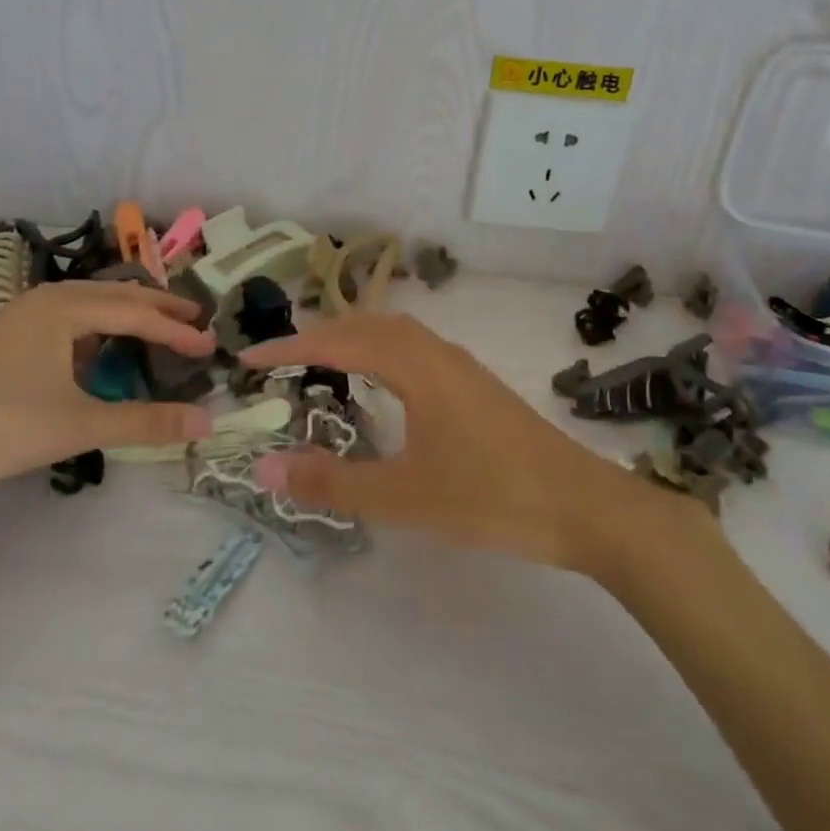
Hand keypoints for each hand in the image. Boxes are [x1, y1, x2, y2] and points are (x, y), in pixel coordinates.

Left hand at [0, 281, 215, 512]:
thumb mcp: (78, 425)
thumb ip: (144, 422)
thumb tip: (206, 423)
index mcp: (64, 307)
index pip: (136, 313)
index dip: (175, 331)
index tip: (209, 348)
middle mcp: (45, 299)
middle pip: (115, 296)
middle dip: (157, 308)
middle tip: (195, 320)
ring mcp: (21, 316)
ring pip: (89, 306)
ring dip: (126, 315)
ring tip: (158, 327)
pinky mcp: (7, 337)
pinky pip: (68, 320)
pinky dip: (97, 328)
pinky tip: (100, 349)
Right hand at [242, 312, 712, 572]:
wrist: (583, 506)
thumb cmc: (490, 496)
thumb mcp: (403, 496)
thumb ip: (333, 482)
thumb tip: (265, 469)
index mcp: (414, 365)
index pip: (337, 342)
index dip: (289, 347)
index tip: (247, 358)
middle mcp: (434, 351)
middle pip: (364, 324)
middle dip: (317, 334)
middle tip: (277, 359)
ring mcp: (459, 365)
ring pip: (392, 332)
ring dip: (350, 338)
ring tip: (318, 362)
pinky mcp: (473, 383)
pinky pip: (412, 347)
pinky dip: (378, 350)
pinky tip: (380, 382)